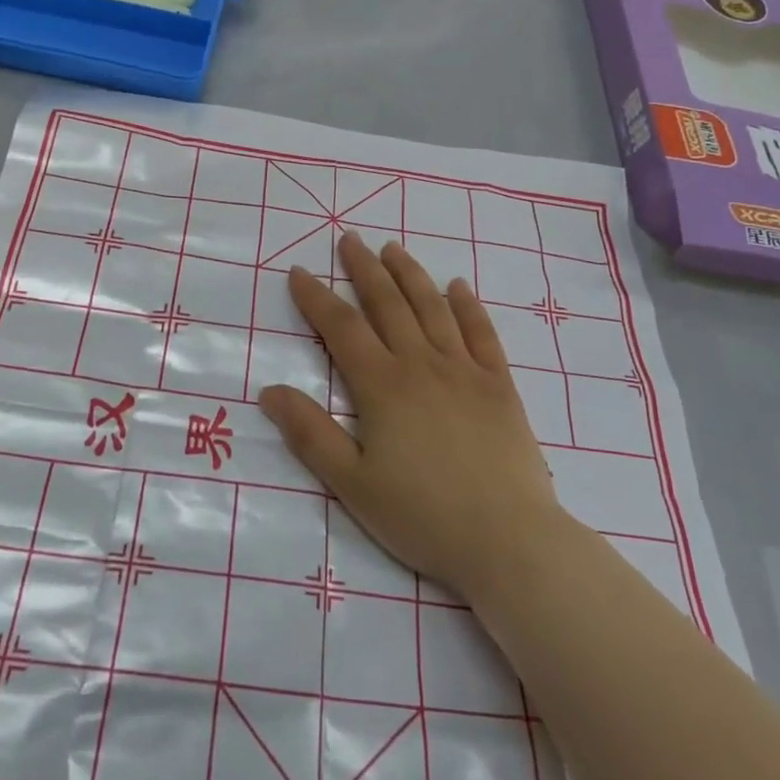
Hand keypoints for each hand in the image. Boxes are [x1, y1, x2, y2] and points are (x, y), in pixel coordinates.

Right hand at [257, 233, 566, 605]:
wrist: (509, 540)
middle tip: (349, 239)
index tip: (300, 272)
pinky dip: (467, 306)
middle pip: (388, 304)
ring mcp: (465, 371)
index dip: (317, 298)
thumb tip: (270, 390)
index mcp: (382, 386)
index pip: (342, 328)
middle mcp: (422, 364)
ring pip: (432, 308)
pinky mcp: (500, 385)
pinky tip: (458, 286)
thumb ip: (310, 434)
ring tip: (393, 248)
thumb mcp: (352, 483)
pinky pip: (482, 333)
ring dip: (410, 274)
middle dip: (364, 269)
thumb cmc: (423, 515)